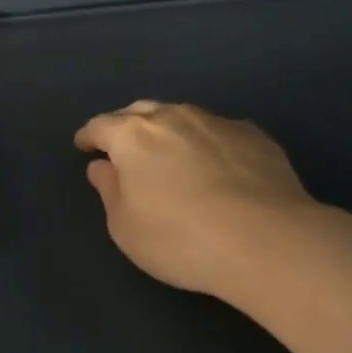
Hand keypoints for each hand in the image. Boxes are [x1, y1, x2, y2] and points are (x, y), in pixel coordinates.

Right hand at [74, 100, 314, 297]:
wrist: (266, 241)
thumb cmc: (180, 238)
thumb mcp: (126, 227)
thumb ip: (109, 191)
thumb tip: (102, 167)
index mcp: (133, 135)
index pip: (101, 125)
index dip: (89, 136)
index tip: (84, 145)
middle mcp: (173, 116)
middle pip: (140, 111)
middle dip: (127, 126)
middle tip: (124, 147)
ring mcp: (216, 122)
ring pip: (182, 117)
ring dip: (170, 131)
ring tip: (172, 154)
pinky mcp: (254, 135)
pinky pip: (219, 132)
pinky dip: (208, 143)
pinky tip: (218, 166)